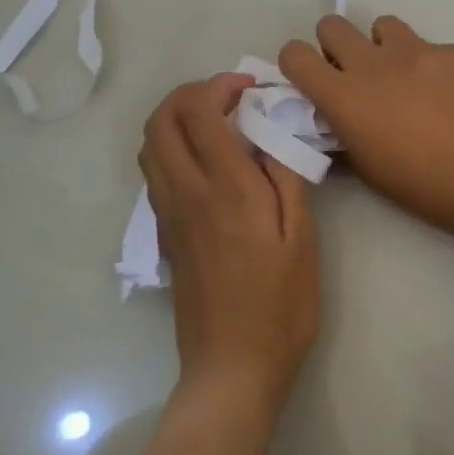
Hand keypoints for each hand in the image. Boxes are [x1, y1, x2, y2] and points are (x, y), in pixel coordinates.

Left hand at [140, 74, 320, 413]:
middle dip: (190, 94)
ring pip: (150, 145)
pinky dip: (172, 147)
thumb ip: (288, 180)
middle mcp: (187, 194)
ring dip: (176, 118)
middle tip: (230, 98)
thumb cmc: (281, 306)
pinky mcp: (164, 235)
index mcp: (227, 191)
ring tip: (218, 122)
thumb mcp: (302, 240)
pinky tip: (209, 162)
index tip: (251, 87)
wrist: (232, 368)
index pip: (202, 113)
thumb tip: (273, 137)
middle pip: (162, 121)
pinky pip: (155, 172)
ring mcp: (168, 216)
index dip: (221, 86)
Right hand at [279, 16, 453, 241]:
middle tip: (355, 74)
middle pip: (333, 25)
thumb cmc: (422, 187)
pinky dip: (426, 63)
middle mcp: (374, 64)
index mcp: (345, 97)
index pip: (295, 54)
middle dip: (335, 46)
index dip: (297, 64)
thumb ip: (341, 136)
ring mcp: (417, 52)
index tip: (312, 80)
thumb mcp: (368, 169)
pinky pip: (427, 45)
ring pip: (382, 25)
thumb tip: (332, 120)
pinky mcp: (452, 52)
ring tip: (401, 77)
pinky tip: (444, 93)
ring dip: (382, 46)